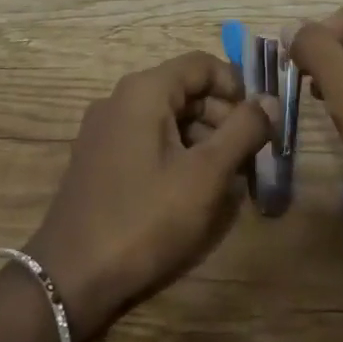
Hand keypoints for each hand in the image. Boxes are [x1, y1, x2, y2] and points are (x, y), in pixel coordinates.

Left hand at [25, 51, 273, 339]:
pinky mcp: (99, 159)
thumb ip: (243, 131)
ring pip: (168, 118)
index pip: (201, 64)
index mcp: (143, 91)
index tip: (259, 124)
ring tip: (226, 181)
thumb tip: (270, 101)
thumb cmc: (146, 218)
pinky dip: (177, 154)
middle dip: (223, 118)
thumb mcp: (206, 174)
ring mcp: (104, 130)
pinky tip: (192, 191)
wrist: (72, 276)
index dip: (236, 87)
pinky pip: (148, 141)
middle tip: (249, 158)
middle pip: (185, 91)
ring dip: (203, 140)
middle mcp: (119, 100)